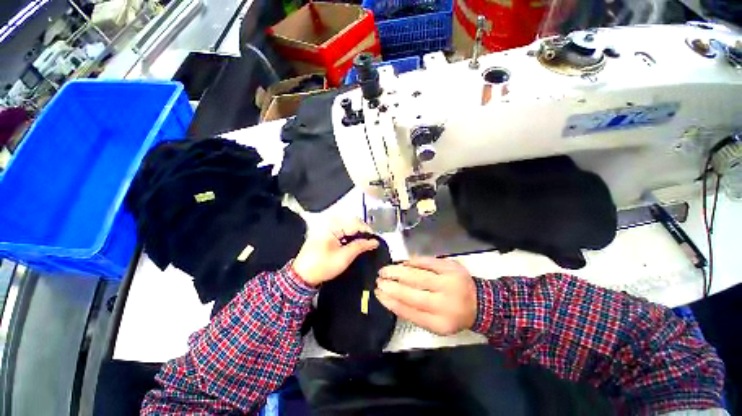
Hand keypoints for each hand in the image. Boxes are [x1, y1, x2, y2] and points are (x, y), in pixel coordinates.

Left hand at [292, 218, 378, 286]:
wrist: (302, 276)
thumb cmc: (323, 266)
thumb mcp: (344, 257)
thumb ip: (360, 246)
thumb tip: (374, 241)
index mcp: (332, 226)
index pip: (355, 223)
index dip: (367, 231)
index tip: (376, 240)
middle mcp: (329, 223)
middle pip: (352, 222)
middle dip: (362, 232)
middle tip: (371, 242)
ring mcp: (327, 227)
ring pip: (348, 226)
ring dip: (357, 234)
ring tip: (365, 243)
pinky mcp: (326, 233)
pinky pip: (342, 230)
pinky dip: (350, 236)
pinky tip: (355, 243)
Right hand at [375, 257, 476, 335]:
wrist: (480, 302)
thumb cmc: (453, 314)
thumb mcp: (436, 324)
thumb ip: (414, 314)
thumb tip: (390, 299)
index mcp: (441, 322)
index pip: (409, 311)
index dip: (390, 301)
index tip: (378, 293)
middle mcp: (446, 303)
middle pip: (412, 293)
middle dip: (391, 286)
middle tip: (378, 279)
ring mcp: (449, 282)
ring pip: (417, 276)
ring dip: (398, 271)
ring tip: (385, 270)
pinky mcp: (451, 267)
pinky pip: (427, 261)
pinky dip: (412, 262)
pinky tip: (402, 263)